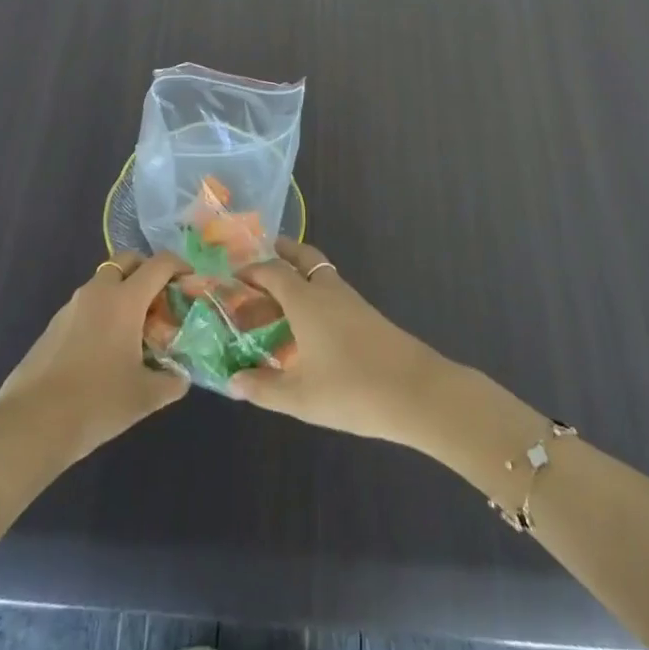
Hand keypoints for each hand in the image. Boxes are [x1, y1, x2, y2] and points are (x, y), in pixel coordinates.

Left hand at [0, 251, 189, 468]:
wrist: (31, 424)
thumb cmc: (96, 402)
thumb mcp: (144, 397)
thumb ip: (171, 382)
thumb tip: (181, 377)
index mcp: (125, 299)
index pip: (159, 264)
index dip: (179, 265)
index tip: (189, 280)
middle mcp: (98, 291)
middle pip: (127, 260)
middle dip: (146, 270)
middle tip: (160, 298)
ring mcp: (71, 306)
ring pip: (103, 282)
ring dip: (122, 291)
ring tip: (133, 328)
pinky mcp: (53, 325)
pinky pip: (86, 304)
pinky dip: (101, 311)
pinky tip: (103, 348)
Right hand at [228, 240, 446, 448]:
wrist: (416, 391)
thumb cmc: (351, 390)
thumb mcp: (300, 397)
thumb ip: (263, 388)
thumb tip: (232, 382)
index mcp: (305, 300)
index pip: (272, 271)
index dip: (250, 271)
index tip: (232, 278)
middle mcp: (326, 290)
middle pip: (302, 257)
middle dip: (281, 252)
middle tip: (262, 260)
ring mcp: (350, 300)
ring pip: (320, 273)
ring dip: (299, 274)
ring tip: (281, 296)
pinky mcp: (366, 315)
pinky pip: (332, 291)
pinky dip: (315, 294)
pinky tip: (310, 324)